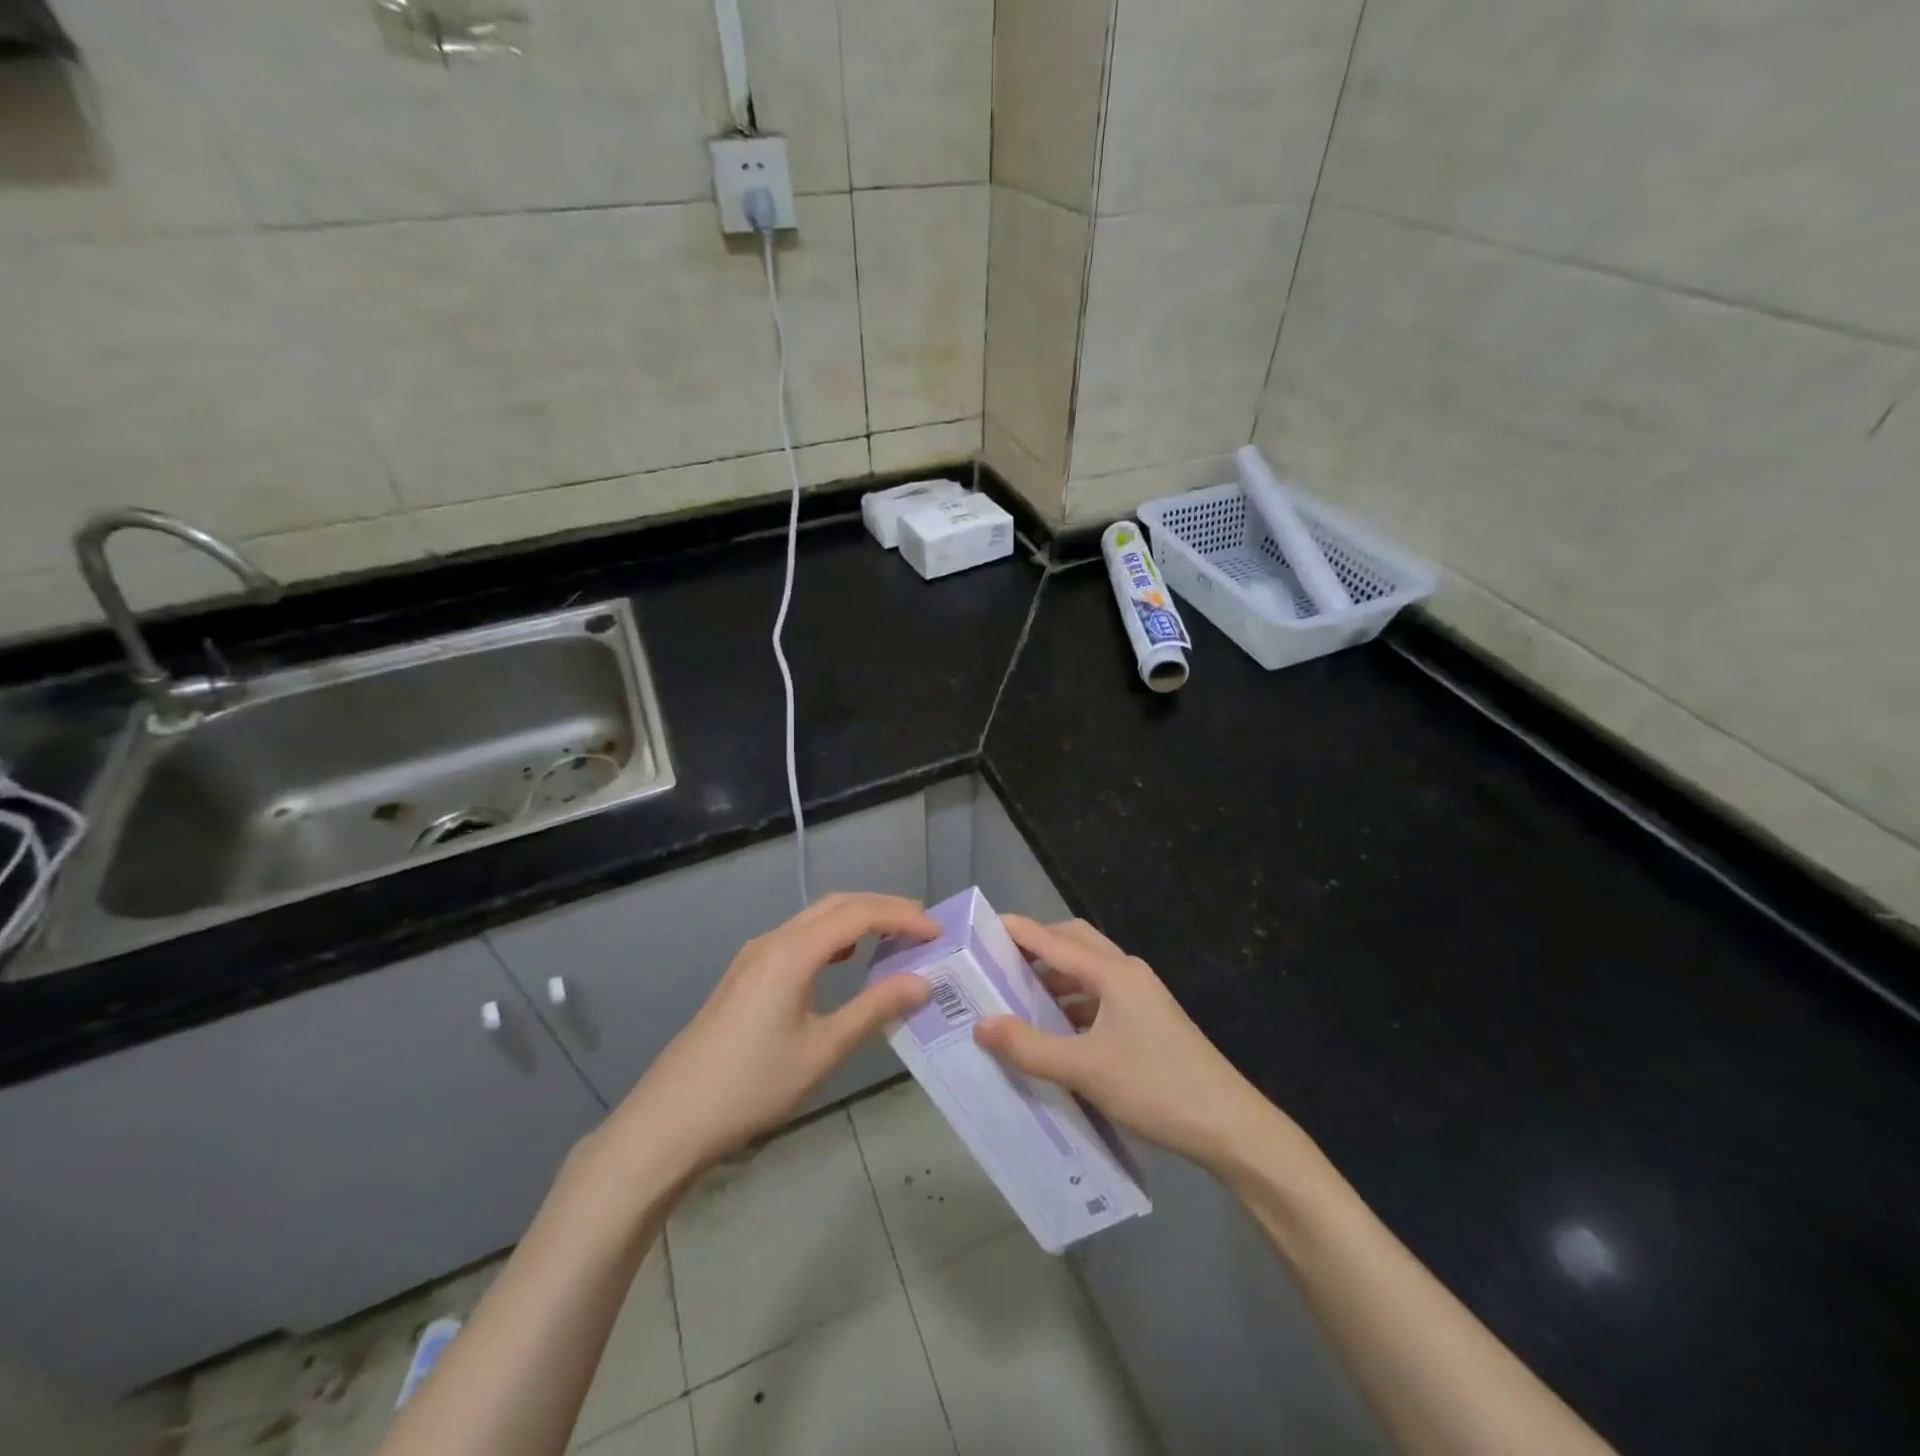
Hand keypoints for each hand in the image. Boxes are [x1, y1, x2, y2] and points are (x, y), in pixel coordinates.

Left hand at [603, 893, 935, 1175]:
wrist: (671, 1119)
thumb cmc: (752, 1086)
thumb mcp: (822, 1050)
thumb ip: (874, 1009)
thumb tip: (922, 982)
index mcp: (793, 952)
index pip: (859, 914)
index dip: (902, 917)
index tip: (938, 933)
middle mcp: (773, 941)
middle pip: (837, 905)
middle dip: (884, 908)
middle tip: (924, 926)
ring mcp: (754, 955)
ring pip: (815, 918)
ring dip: (857, 918)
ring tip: (894, 937)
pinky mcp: (745, 974)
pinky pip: (799, 936)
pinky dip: (833, 935)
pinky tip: (844, 959)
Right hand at [973, 916, 1291, 1173]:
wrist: (1229, 1127)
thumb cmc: (1157, 1088)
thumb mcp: (1086, 1070)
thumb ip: (1030, 1047)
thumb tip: (980, 1024)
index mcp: (1113, 973)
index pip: (1053, 940)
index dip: (1016, 931)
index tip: (979, 927)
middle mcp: (1126, 973)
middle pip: (1073, 943)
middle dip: (1036, 947)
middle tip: (996, 962)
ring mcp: (1139, 996)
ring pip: (1087, 972)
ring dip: (1053, 978)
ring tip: (1014, 997)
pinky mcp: (1145, 1020)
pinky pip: (1098, 997)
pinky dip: (1071, 1003)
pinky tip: (1053, 1030)